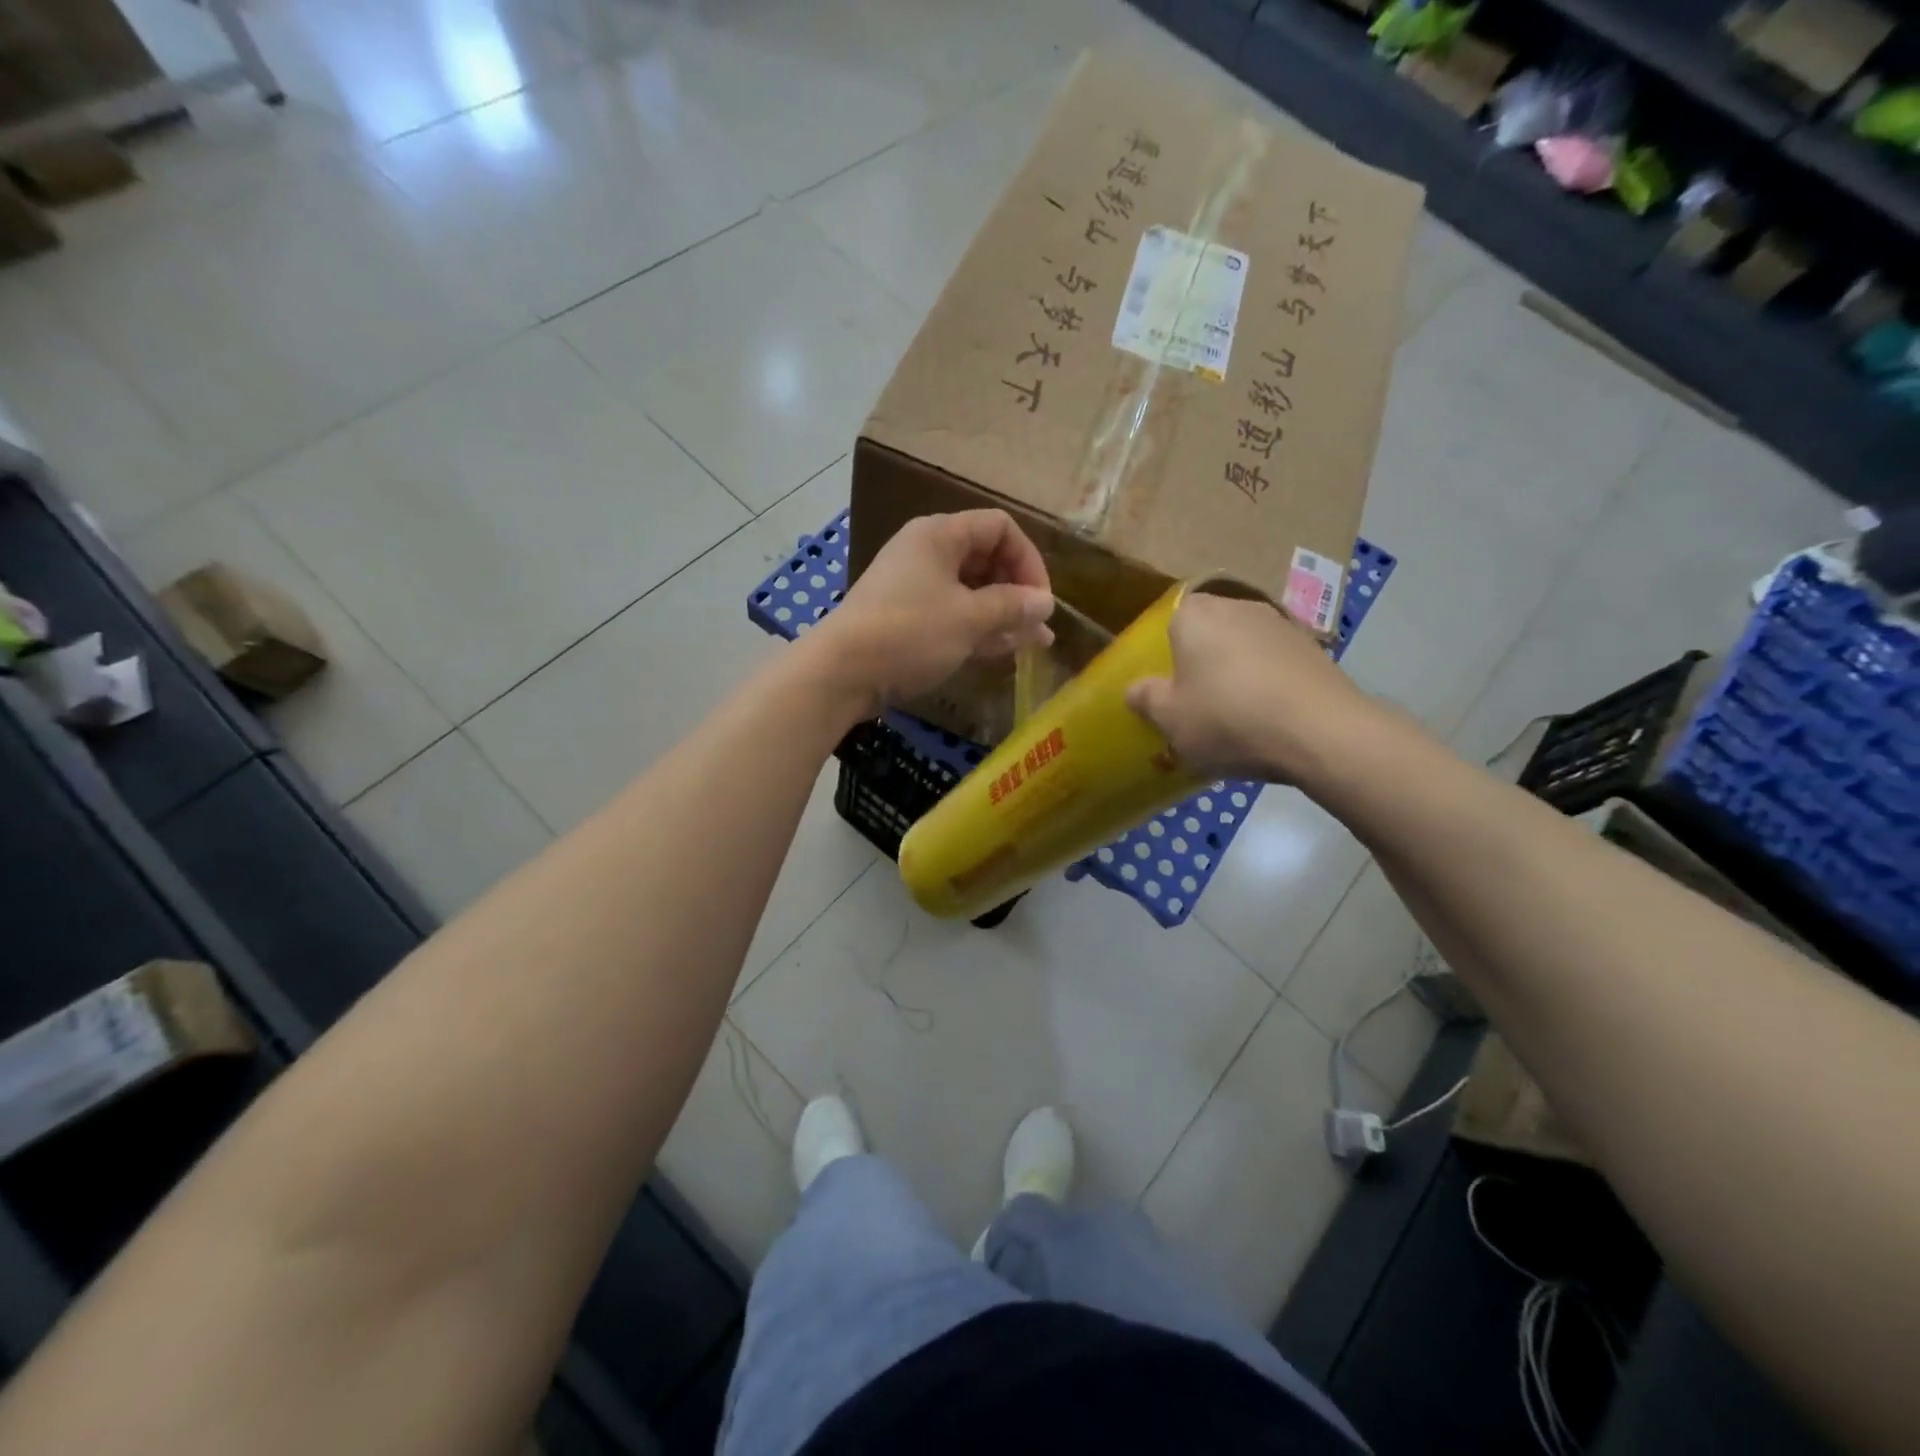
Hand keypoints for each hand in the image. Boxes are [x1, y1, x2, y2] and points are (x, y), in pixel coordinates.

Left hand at [807, 510, 1053, 714]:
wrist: (841, 672)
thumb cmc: (909, 633)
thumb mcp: (969, 619)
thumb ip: (1012, 607)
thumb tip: (1046, 603)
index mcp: (940, 535)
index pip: (999, 528)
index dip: (1028, 559)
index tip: (1041, 600)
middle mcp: (927, 553)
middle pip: (985, 559)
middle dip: (1017, 591)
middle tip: (1038, 626)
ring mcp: (914, 587)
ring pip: (970, 592)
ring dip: (1002, 615)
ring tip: (1033, 643)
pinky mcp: (906, 619)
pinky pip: (952, 614)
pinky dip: (977, 628)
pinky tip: (1003, 650)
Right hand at [1125, 591, 1376, 782]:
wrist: (1322, 732)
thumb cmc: (1228, 719)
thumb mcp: (1170, 719)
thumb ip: (1146, 699)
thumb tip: (1136, 689)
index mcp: (1195, 616)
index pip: (1170, 619)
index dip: (1165, 651)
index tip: (1166, 684)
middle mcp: (1237, 606)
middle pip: (1209, 631)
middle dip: (1201, 660)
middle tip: (1195, 701)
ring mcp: (1281, 624)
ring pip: (1244, 646)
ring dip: (1236, 671)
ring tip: (1234, 713)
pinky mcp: (1314, 648)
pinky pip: (1275, 662)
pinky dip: (1268, 682)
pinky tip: (1268, 717)